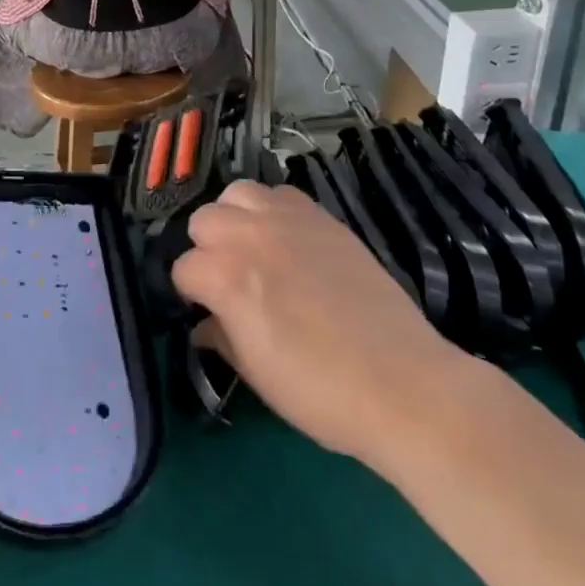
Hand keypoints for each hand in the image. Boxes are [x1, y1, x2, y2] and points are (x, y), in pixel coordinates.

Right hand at [172, 182, 466, 471]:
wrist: (402, 384)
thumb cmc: (319, 391)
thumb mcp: (254, 373)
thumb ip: (220, 337)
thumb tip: (205, 324)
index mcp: (224, 275)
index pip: (183, 269)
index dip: (191, 294)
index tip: (206, 312)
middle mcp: (249, 235)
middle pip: (203, 220)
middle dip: (207, 249)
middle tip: (228, 280)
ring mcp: (288, 221)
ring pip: (237, 193)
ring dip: (235, 218)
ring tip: (252, 248)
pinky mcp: (323, 218)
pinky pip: (282, 195)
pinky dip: (273, 211)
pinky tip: (287, 241)